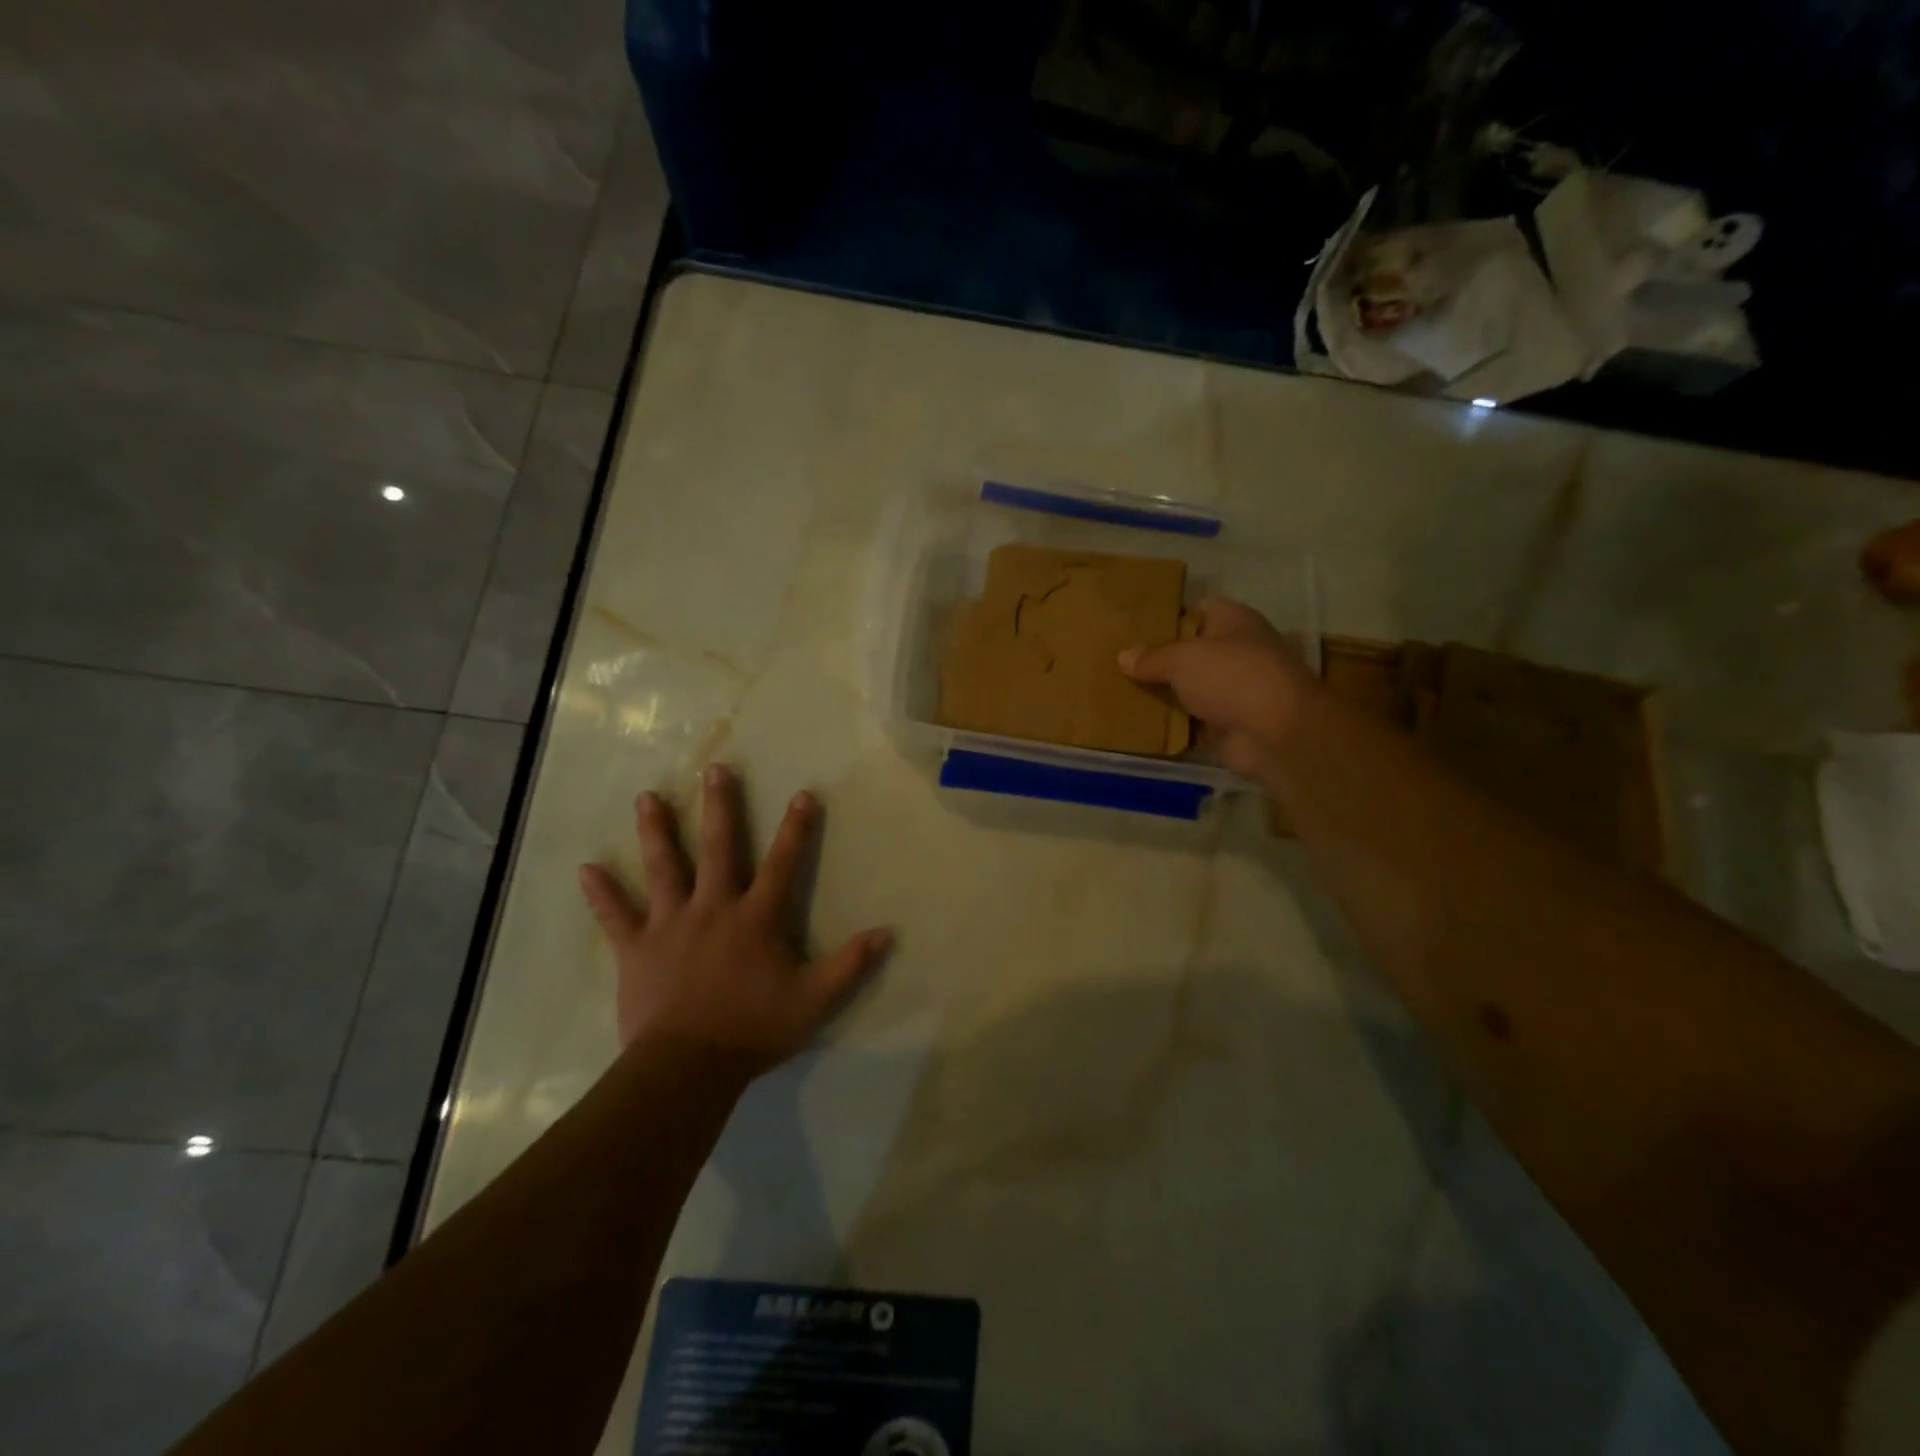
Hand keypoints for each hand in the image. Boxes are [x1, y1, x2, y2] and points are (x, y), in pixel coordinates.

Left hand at [578, 764, 892, 1077]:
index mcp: (755, 917)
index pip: (783, 864)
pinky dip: (602, 893)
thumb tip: (888, 933)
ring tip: (647, 796)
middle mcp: (713, 908)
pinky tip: (586, 868)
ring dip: (657, 831)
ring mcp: (670, 924)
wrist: (688, 1066)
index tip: (803, 794)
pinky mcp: (636, 949)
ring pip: (664, 868)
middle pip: (718, 848)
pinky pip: (616, 916)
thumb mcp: (813, 1000)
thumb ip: (850, 964)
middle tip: (715, 770)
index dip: (796, 829)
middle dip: (720, 807)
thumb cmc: (753, 1029)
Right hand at [1119, 597, 1313, 777]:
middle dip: (1158, 659)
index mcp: (1233, 621)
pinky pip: (1190, 721)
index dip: (1168, 617)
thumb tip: (1124, 657)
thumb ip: (1151, 657)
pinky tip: (1138, 723)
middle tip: (1118, 662)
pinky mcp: (1226, 724)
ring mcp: (1232, 690)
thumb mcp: (1183, 658)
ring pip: (1188, 688)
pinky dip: (1170, 724)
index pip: (1197, 610)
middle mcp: (1236, 652)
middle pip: (1190, 652)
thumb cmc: (1232, 677)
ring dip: (1162, 694)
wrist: (1275, 733)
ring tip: (1119, 692)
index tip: (1133, 627)